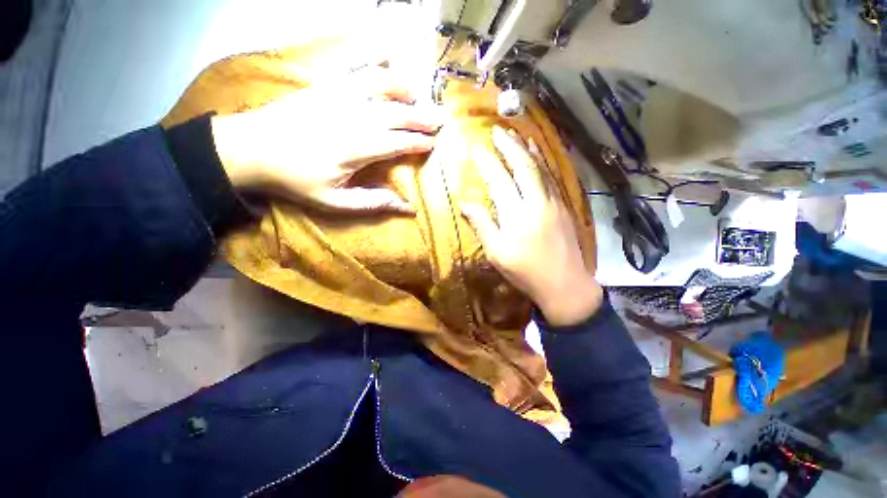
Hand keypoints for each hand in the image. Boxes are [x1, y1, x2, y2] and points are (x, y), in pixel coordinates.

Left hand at [210, 65, 442, 212]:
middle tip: (440, 118)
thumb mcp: (336, 202)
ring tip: (417, 95)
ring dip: (403, 88)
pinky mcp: (325, 83)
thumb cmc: (296, 179)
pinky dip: (372, 55)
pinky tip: (386, 54)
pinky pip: (353, 63)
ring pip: (381, 84)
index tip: (432, 144)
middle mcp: (354, 116)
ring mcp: (338, 94)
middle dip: (422, 116)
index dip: (418, 142)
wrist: (252, 149)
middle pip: (397, 112)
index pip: (399, 142)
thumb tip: (408, 208)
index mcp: (358, 148)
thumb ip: (374, 203)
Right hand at [461, 126, 602, 326]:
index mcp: (517, 214)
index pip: (499, 180)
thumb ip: (482, 225)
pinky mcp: (564, 207)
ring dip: (528, 149)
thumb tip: (465, 204)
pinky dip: (543, 163)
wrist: (565, 284)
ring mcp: (554, 202)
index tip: (476, 148)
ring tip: (519, 134)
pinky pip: (552, 177)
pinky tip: (539, 157)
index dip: (487, 162)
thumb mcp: (497, 253)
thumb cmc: (525, 271)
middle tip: (499, 130)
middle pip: (523, 166)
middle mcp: (537, 201)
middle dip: (510, 146)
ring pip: (541, 168)